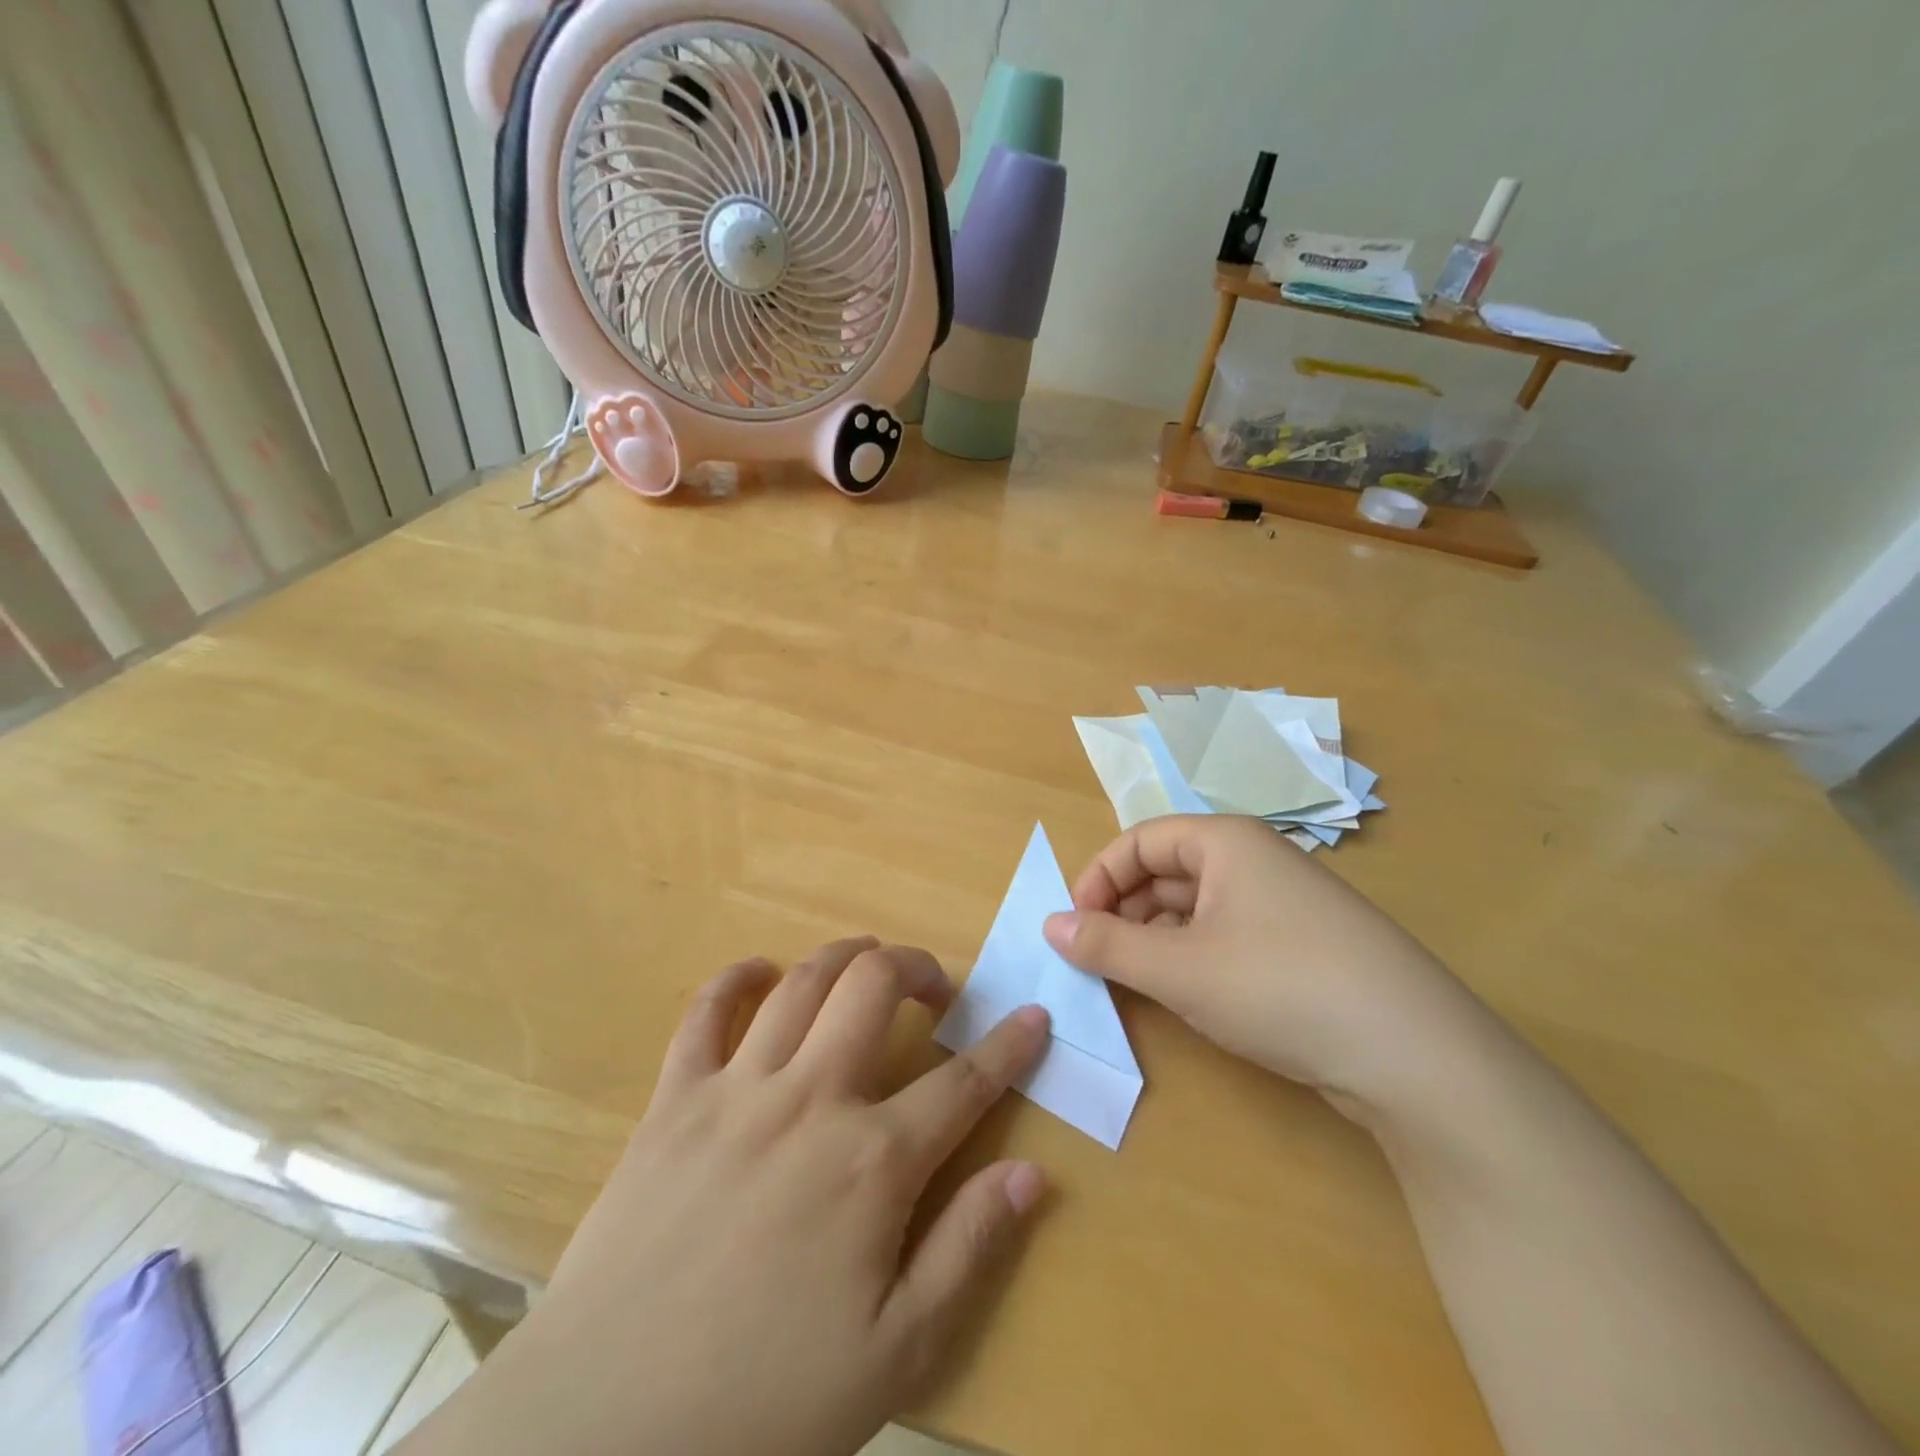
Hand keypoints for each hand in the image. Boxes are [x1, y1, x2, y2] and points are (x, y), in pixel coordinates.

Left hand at [405, 939, 1049, 1455]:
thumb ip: (969, 1250)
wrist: (605, 1430)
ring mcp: (736, 1090)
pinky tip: (760, 972)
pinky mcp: (673, 1099)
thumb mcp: (896, 1353)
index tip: (1034, 1016)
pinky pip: (705, 1011)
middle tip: (934, 988)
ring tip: (867, 965)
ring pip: (802, 982)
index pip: (963, 1083)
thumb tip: (1033, 1172)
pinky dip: (736, 978)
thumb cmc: (764, 1405)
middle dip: (917, 967)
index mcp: (872, 1162)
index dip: (1009, 1046)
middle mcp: (810, 1099)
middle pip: (874, 987)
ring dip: (845, 957)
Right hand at [1043, 816, 1491, 1119]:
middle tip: (1097, 960)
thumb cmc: (1279, 987)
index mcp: (1225, 841)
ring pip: (1195, 907)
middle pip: (1166, 870)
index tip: (1073, 927)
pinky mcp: (1302, 947)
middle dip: (1123, 911)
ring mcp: (1283, 904)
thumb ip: (1106, 944)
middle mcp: (1254, 860)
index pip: (1139, 841)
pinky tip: (1187, 996)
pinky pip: (1226, 935)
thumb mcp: (1179, 967)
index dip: (1098, 879)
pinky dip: (1192, 958)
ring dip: (1155, 938)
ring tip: (1135, 982)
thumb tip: (1049, 925)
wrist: (1416, 1056)